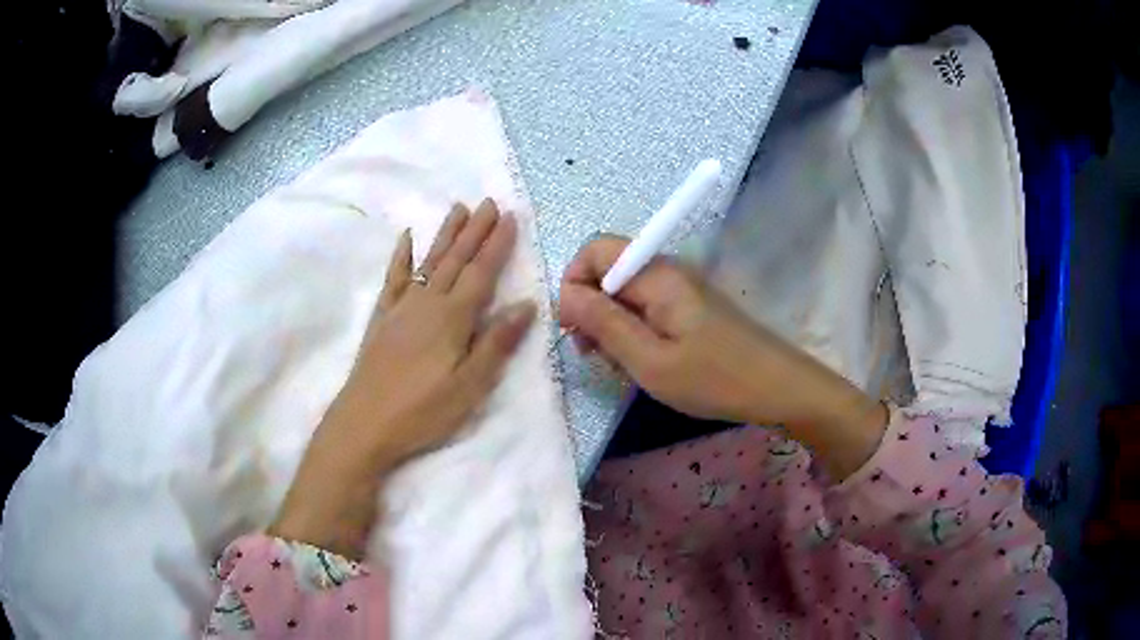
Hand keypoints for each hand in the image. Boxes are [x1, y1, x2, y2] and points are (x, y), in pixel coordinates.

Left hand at [270, 199, 535, 556]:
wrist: (364, 424)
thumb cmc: (422, 411)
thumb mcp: (469, 386)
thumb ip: (496, 344)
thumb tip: (526, 305)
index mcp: (453, 318)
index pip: (481, 272)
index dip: (497, 244)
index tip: (510, 217)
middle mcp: (427, 303)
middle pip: (456, 259)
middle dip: (475, 230)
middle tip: (490, 202)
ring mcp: (401, 307)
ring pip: (428, 261)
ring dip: (445, 234)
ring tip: (458, 208)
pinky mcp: (382, 318)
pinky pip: (393, 278)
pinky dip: (400, 256)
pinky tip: (406, 238)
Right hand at [559, 236, 885, 478]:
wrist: (778, 388)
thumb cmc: (714, 378)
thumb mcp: (650, 360)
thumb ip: (603, 324)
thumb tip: (564, 295)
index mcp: (657, 275)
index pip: (597, 250)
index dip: (574, 281)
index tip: (573, 327)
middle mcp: (667, 271)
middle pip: (609, 272)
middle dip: (590, 309)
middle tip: (593, 354)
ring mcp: (681, 289)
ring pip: (626, 294)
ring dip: (611, 325)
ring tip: (619, 365)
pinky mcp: (691, 307)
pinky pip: (648, 309)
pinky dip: (634, 332)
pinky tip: (644, 363)